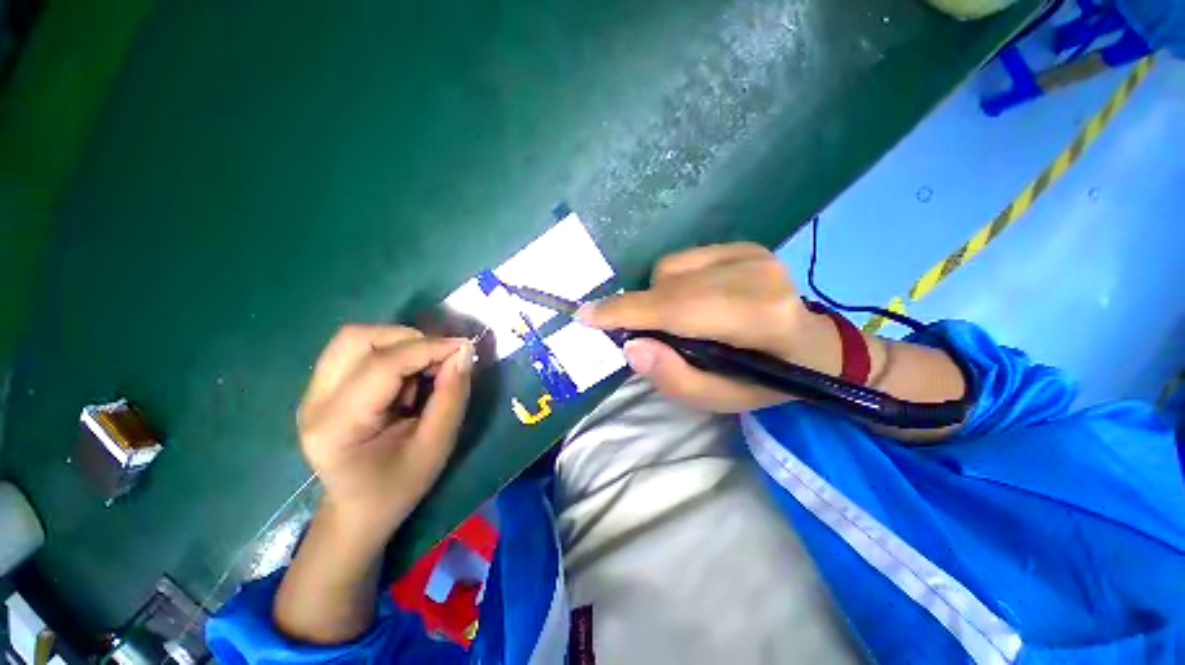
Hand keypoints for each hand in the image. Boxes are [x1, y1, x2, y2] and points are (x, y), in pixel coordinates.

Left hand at [297, 325, 473, 540]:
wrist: (358, 510)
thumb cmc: (398, 486)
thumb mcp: (436, 445)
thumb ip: (452, 395)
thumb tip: (463, 351)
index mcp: (337, 426)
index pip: (382, 365)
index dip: (429, 348)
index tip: (465, 347)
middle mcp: (314, 401)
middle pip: (358, 338)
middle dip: (410, 340)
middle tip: (441, 360)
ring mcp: (312, 391)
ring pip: (355, 338)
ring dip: (399, 342)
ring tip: (423, 368)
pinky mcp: (321, 387)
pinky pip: (357, 349)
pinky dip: (391, 350)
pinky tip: (406, 376)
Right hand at [579, 243, 840, 412]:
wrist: (813, 346)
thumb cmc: (766, 380)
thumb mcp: (720, 399)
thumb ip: (675, 378)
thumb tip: (631, 346)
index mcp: (758, 319)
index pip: (678, 309)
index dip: (628, 312)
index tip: (587, 316)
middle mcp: (756, 275)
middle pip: (669, 285)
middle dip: (638, 308)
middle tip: (632, 332)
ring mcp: (752, 253)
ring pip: (671, 268)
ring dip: (658, 296)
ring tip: (676, 321)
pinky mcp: (746, 245)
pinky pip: (683, 259)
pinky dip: (673, 282)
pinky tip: (692, 300)